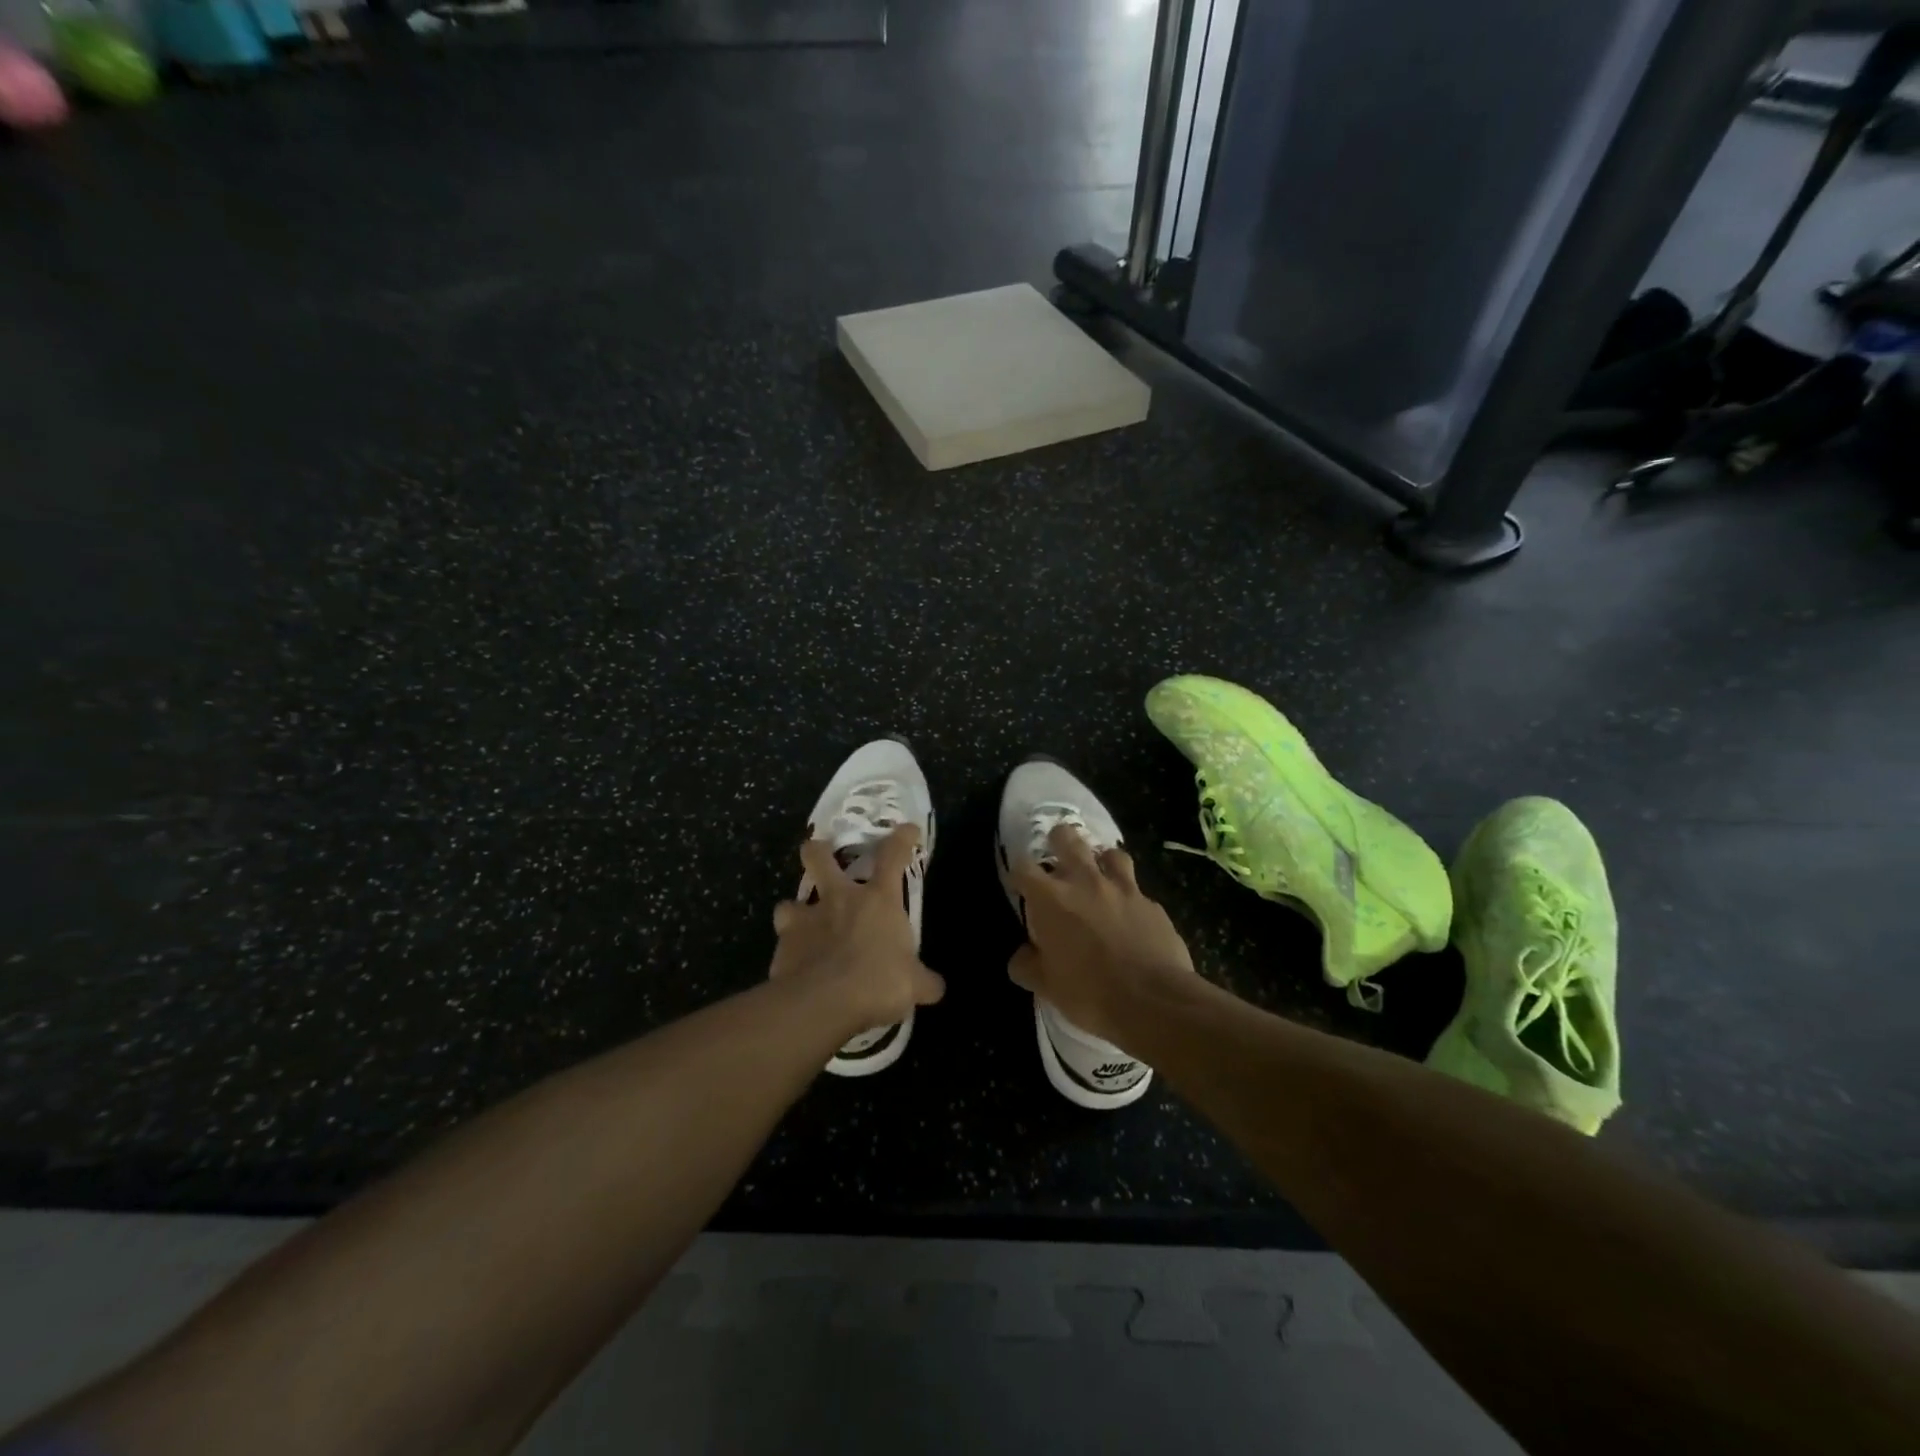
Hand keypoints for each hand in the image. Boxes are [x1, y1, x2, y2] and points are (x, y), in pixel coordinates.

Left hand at [769, 825, 945, 1038]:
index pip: (893, 856)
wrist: (823, 1003)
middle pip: (820, 858)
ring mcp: (805, 920)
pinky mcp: (782, 947)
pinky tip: (796, 967)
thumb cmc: (877, 982)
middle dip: (818, 851)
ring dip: (795, 911)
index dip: (901, 839)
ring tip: (800, 924)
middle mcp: (839, 900)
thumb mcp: (913, 985)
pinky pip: (783, 944)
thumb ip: (924, 982)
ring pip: (789, 902)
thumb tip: (935, 987)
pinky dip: (789, 953)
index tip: (907, 829)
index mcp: (878, 900)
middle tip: (819, 853)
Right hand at [1007, 825, 1196, 1045]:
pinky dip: (1129, 895)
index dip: (1018, 872)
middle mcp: (1085, 882)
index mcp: (1051, 899)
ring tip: (1098, 874)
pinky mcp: (1151, 904)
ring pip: (1111, 853)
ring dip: (1101, 860)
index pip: (1023, 867)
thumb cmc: (1090, 993)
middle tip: (1056, 855)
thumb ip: (1027, 965)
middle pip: (1067, 839)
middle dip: (1058, 841)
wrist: (1153, 1001)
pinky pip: (1137, 889)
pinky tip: (1130, 913)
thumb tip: (1021, 956)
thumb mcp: (1046, 987)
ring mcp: (1123, 889)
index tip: (1019, 884)